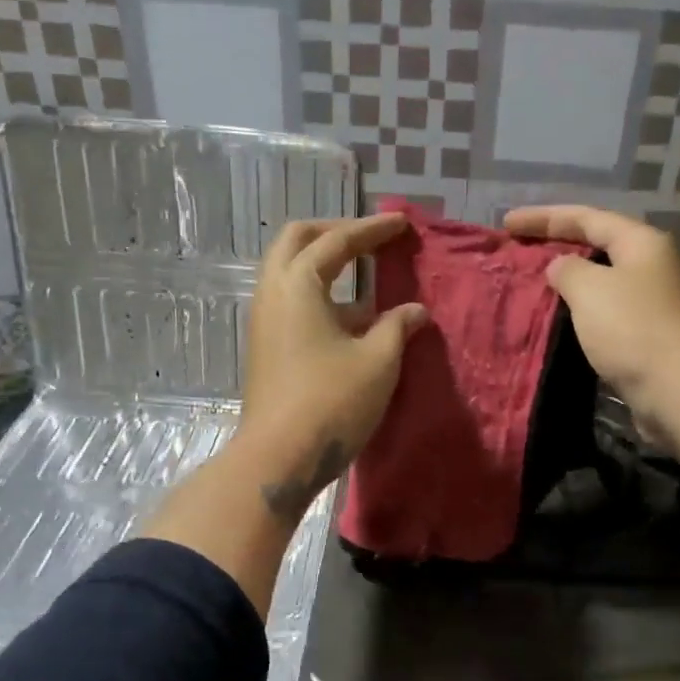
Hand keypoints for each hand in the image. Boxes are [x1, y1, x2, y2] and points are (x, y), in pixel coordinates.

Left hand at [240, 214, 427, 520]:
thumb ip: (398, 327)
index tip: (402, 222)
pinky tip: (354, 320)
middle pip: (298, 241)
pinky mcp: (266, 347)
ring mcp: (264, 321)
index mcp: (298, 284)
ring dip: (326, 266)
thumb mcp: (377, 361)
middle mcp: (273, 292)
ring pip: (291, 273)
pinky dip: (321, 296)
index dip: (372, 228)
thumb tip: (415, 311)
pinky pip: (292, 303)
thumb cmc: (331, 402)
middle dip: (335, 233)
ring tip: (368, 279)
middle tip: (370, 239)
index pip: (337, 240)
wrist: (278, 458)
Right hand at [503, 205, 679, 441]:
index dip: (543, 217)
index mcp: (639, 243)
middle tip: (515, 249)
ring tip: (528, 284)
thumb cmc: (631, 330)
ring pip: (596, 281)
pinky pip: (599, 312)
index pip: (586, 217)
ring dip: (564, 280)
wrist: (677, 392)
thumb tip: (560, 268)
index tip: (506, 224)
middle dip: (554, 245)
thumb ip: (567, 269)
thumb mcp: (590, 289)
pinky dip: (574, 310)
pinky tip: (552, 319)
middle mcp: (647, 266)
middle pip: (594, 245)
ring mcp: (646, 302)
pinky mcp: (640, 336)